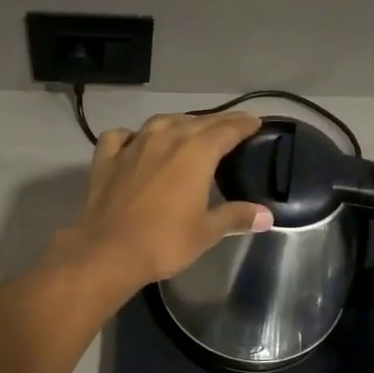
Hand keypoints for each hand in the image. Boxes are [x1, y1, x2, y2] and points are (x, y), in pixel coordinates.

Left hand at [57, 112, 273, 288]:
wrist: (109, 251)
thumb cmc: (165, 241)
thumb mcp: (206, 232)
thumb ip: (236, 217)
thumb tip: (266, 216)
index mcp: (195, 153)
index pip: (226, 130)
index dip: (243, 124)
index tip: (255, 122)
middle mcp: (165, 139)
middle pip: (197, 122)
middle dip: (217, 122)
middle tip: (230, 126)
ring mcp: (132, 145)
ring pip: (160, 122)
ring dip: (178, 123)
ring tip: (188, 130)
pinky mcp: (106, 158)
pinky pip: (120, 136)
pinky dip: (132, 135)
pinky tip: (135, 141)